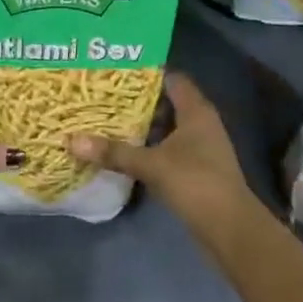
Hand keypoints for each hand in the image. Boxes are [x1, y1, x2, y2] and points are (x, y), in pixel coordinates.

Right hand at [67, 73, 254, 222]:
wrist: (230, 229)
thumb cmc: (195, 183)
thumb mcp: (151, 165)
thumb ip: (114, 152)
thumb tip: (72, 140)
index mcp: (196, 110)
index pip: (172, 79)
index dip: (146, 73)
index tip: (116, 72)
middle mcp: (201, 123)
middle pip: (167, 102)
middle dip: (138, 100)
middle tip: (104, 96)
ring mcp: (201, 147)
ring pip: (167, 127)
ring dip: (143, 126)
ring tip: (109, 120)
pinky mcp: (197, 169)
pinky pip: (169, 148)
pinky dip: (150, 147)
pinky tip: (126, 151)